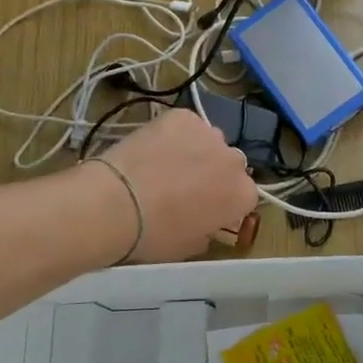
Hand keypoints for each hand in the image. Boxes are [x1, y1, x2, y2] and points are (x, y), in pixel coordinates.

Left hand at [94, 109, 255, 263]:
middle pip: (230, 164)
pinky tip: (153, 147)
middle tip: (185, 186)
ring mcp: (210, 134)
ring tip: (166, 163)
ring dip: (196, 151)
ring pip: (209, 141)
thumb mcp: (189, 246)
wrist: (117, 202)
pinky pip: (185, 125)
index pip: (245, 195)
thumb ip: (207, 230)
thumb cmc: (155, 235)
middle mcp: (234, 161)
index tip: (206, 208)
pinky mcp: (184, 116)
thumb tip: (203, 223)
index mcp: (242, 195)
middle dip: (214, 173)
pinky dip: (174, 134)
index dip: (224, 201)